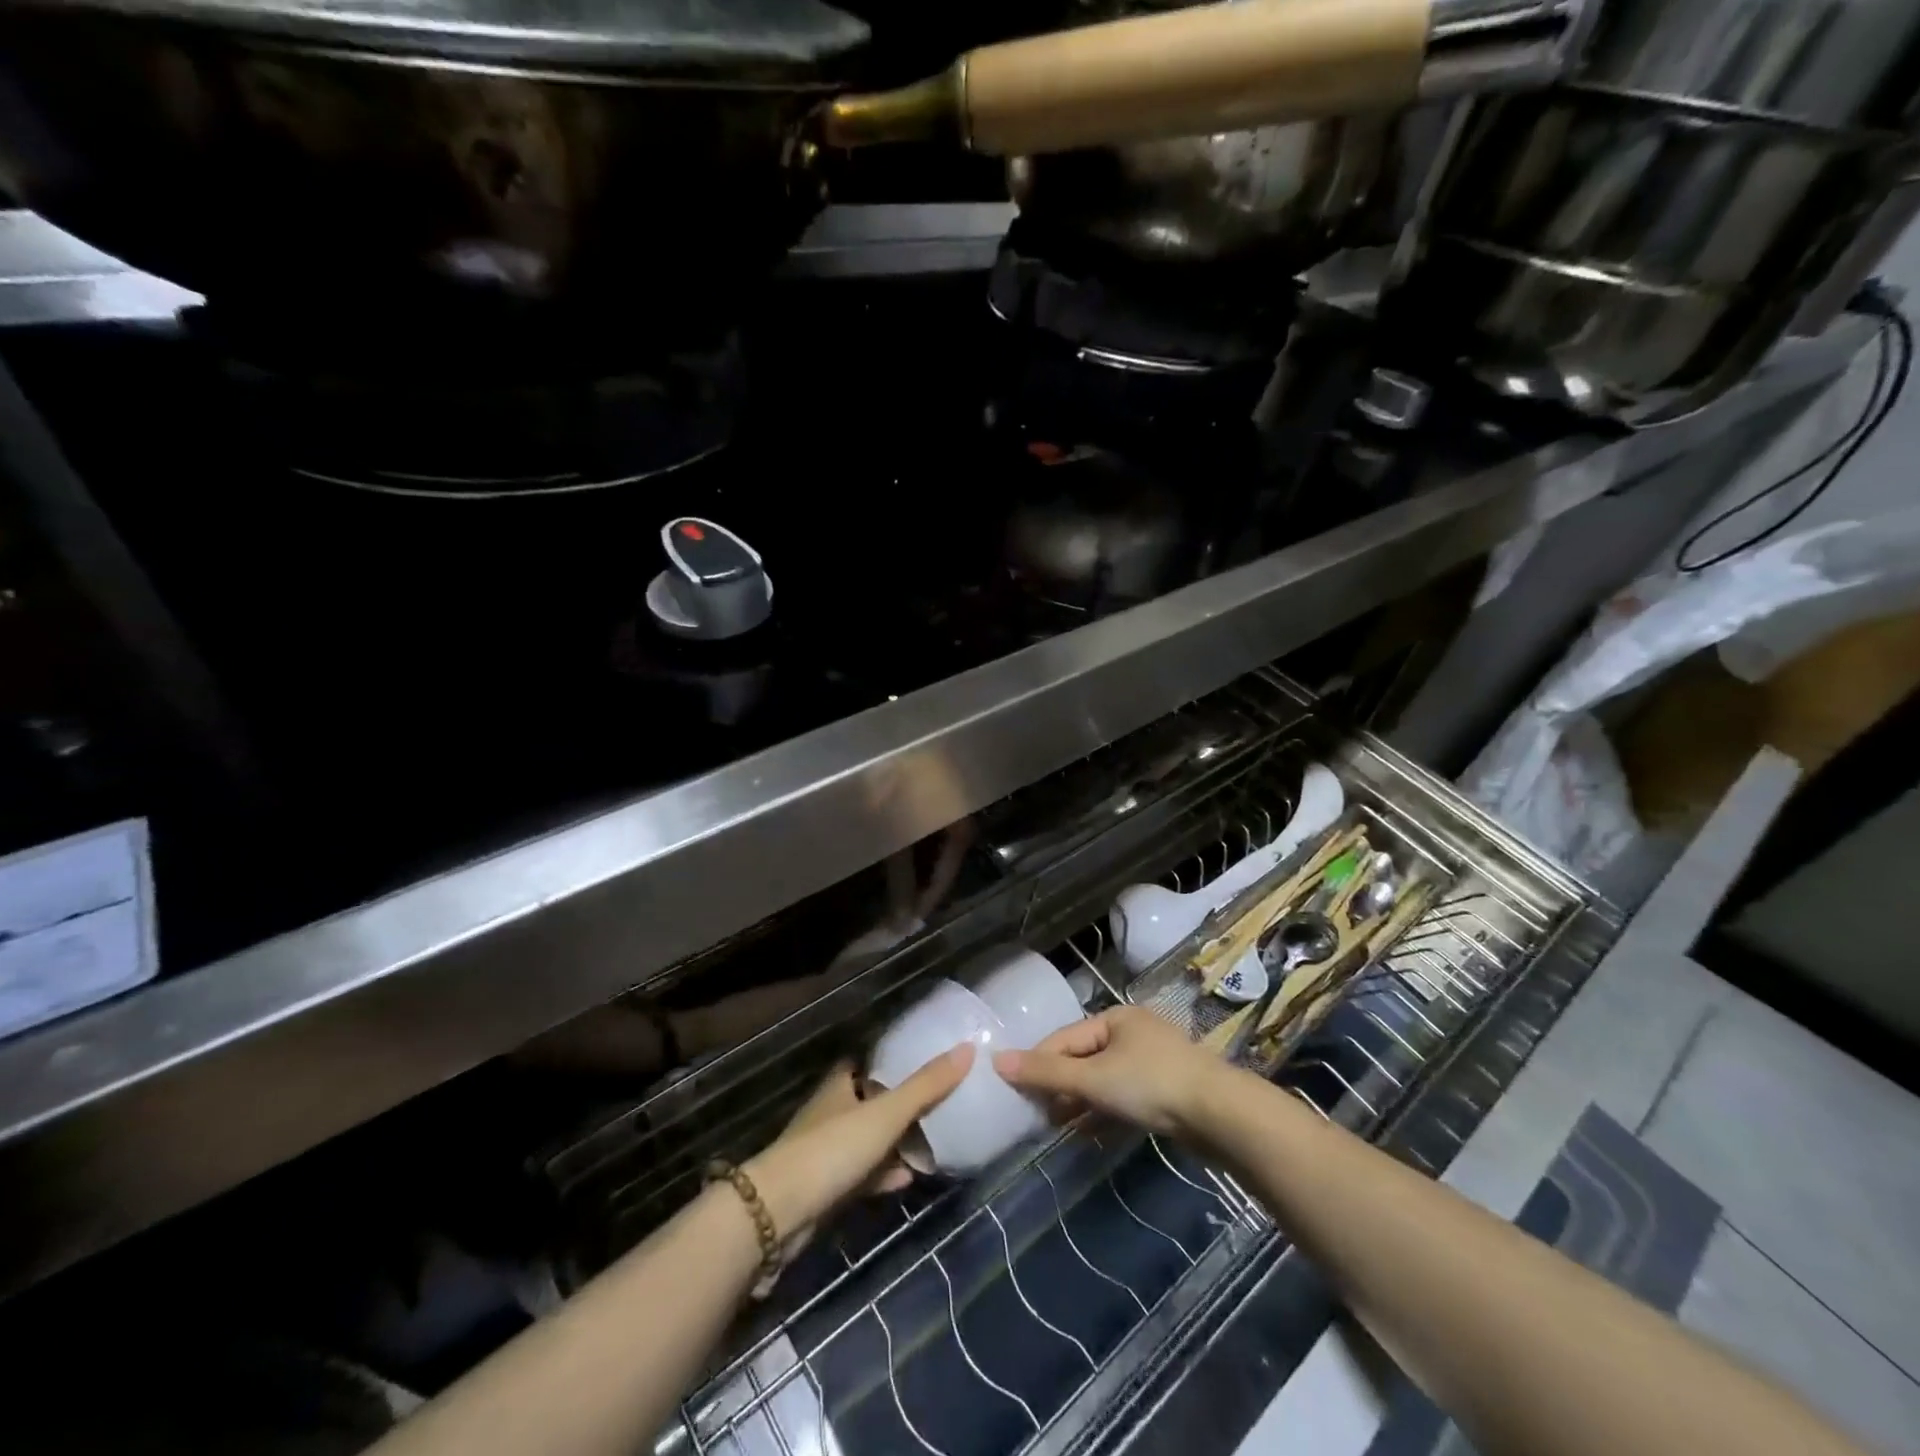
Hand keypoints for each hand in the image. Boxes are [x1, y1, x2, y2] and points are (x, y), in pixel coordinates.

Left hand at [744, 1043, 972, 1242]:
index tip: (924, 1058)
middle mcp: (832, 1112)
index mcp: (840, 1085)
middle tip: (938, 1102)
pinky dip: (885, 1175)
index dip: (893, 1060)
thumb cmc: (833, 1149)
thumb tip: (967, 1048)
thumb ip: (926, 1085)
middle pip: (870, 1101)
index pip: (868, 1063)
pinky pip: (864, 1175)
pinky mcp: (827, 1188)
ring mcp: (827, 1151)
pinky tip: (910, 1178)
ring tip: (933, 1141)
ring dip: (895, 1142)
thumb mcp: (886, 1113)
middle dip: (900, 1103)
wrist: (781, 1213)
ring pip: (868, 1140)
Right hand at [994, 1005, 1222, 1136]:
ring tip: (1058, 1129)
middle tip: (1037, 1116)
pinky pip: (1123, 1099)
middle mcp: (1132, 1033)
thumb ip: (1046, 1072)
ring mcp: (1152, 1062)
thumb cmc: (1151, 1085)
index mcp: (1115, 1018)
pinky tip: (1089, 1136)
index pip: (1064, 1038)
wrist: (1221, 1116)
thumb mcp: (1093, 1078)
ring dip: (1080, 1104)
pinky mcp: (1166, 1092)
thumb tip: (997, 1061)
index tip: (1015, 1092)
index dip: (1038, 1064)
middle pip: (1083, 1059)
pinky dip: (1104, 1114)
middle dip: (1060, 1087)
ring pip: (1103, 1081)